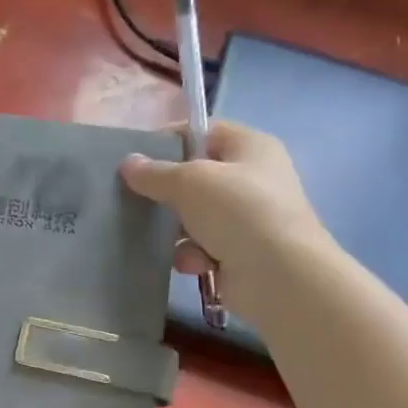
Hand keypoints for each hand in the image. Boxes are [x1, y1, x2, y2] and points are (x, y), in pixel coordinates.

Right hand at [119, 121, 328, 298]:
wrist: (279, 276)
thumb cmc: (238, 212)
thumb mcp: (190, 182)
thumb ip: (155, 173)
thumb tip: (128, 163)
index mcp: (251, 147)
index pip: (205, 132)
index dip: (171, 141)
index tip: (137, 159)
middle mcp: (253, 178)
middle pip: (197, 178)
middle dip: (168, 193)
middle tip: (137, 200)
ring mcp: (248, 218)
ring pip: (195, 216)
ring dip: (177, 231)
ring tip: (166, 240)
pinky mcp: (241, 252)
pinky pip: (203, 247)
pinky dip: (193, 255)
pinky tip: (194, 264)